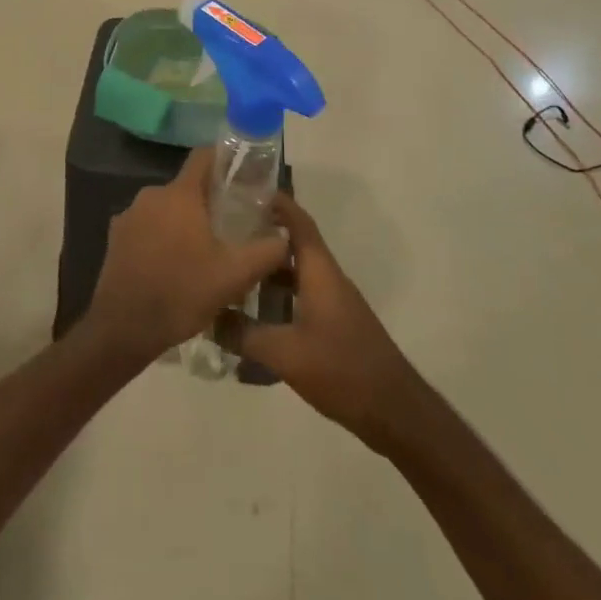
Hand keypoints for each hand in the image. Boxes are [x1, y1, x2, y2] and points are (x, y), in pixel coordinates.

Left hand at [82, 148, 288, 367]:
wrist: (123, 329)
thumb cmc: (182, 293)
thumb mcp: (235, 275)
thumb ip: (267, 251)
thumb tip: (286, 237)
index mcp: (179, 194)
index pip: (204, 157)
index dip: (225, 161)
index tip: (244, 177)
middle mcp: (151, 195)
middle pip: (187, 187)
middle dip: (209, 202)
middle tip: (231, 227)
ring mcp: (129, 215)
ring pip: (167, 209)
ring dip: (184, 223)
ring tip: (204, 253)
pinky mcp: (116, 237)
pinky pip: (147, 227)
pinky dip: (162, 238)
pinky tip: (174, 267)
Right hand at [222, 199, 423, 450]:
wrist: (393, 410)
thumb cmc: (341, 369)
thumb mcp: (285, 354)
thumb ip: (243, 334)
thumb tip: (207, 317)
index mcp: (320, 271)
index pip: (298, 222)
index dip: (275, 202)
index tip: (244, 189)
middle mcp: (327, 277)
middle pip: (293, 243)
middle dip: (261, 233)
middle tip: (224, 230)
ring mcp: (332, 301)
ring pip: (295, 271)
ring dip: (267, 267)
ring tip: (230, 266)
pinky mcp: (333, 324)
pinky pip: (300, 294)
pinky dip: (276, 294)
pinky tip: (253, 312)